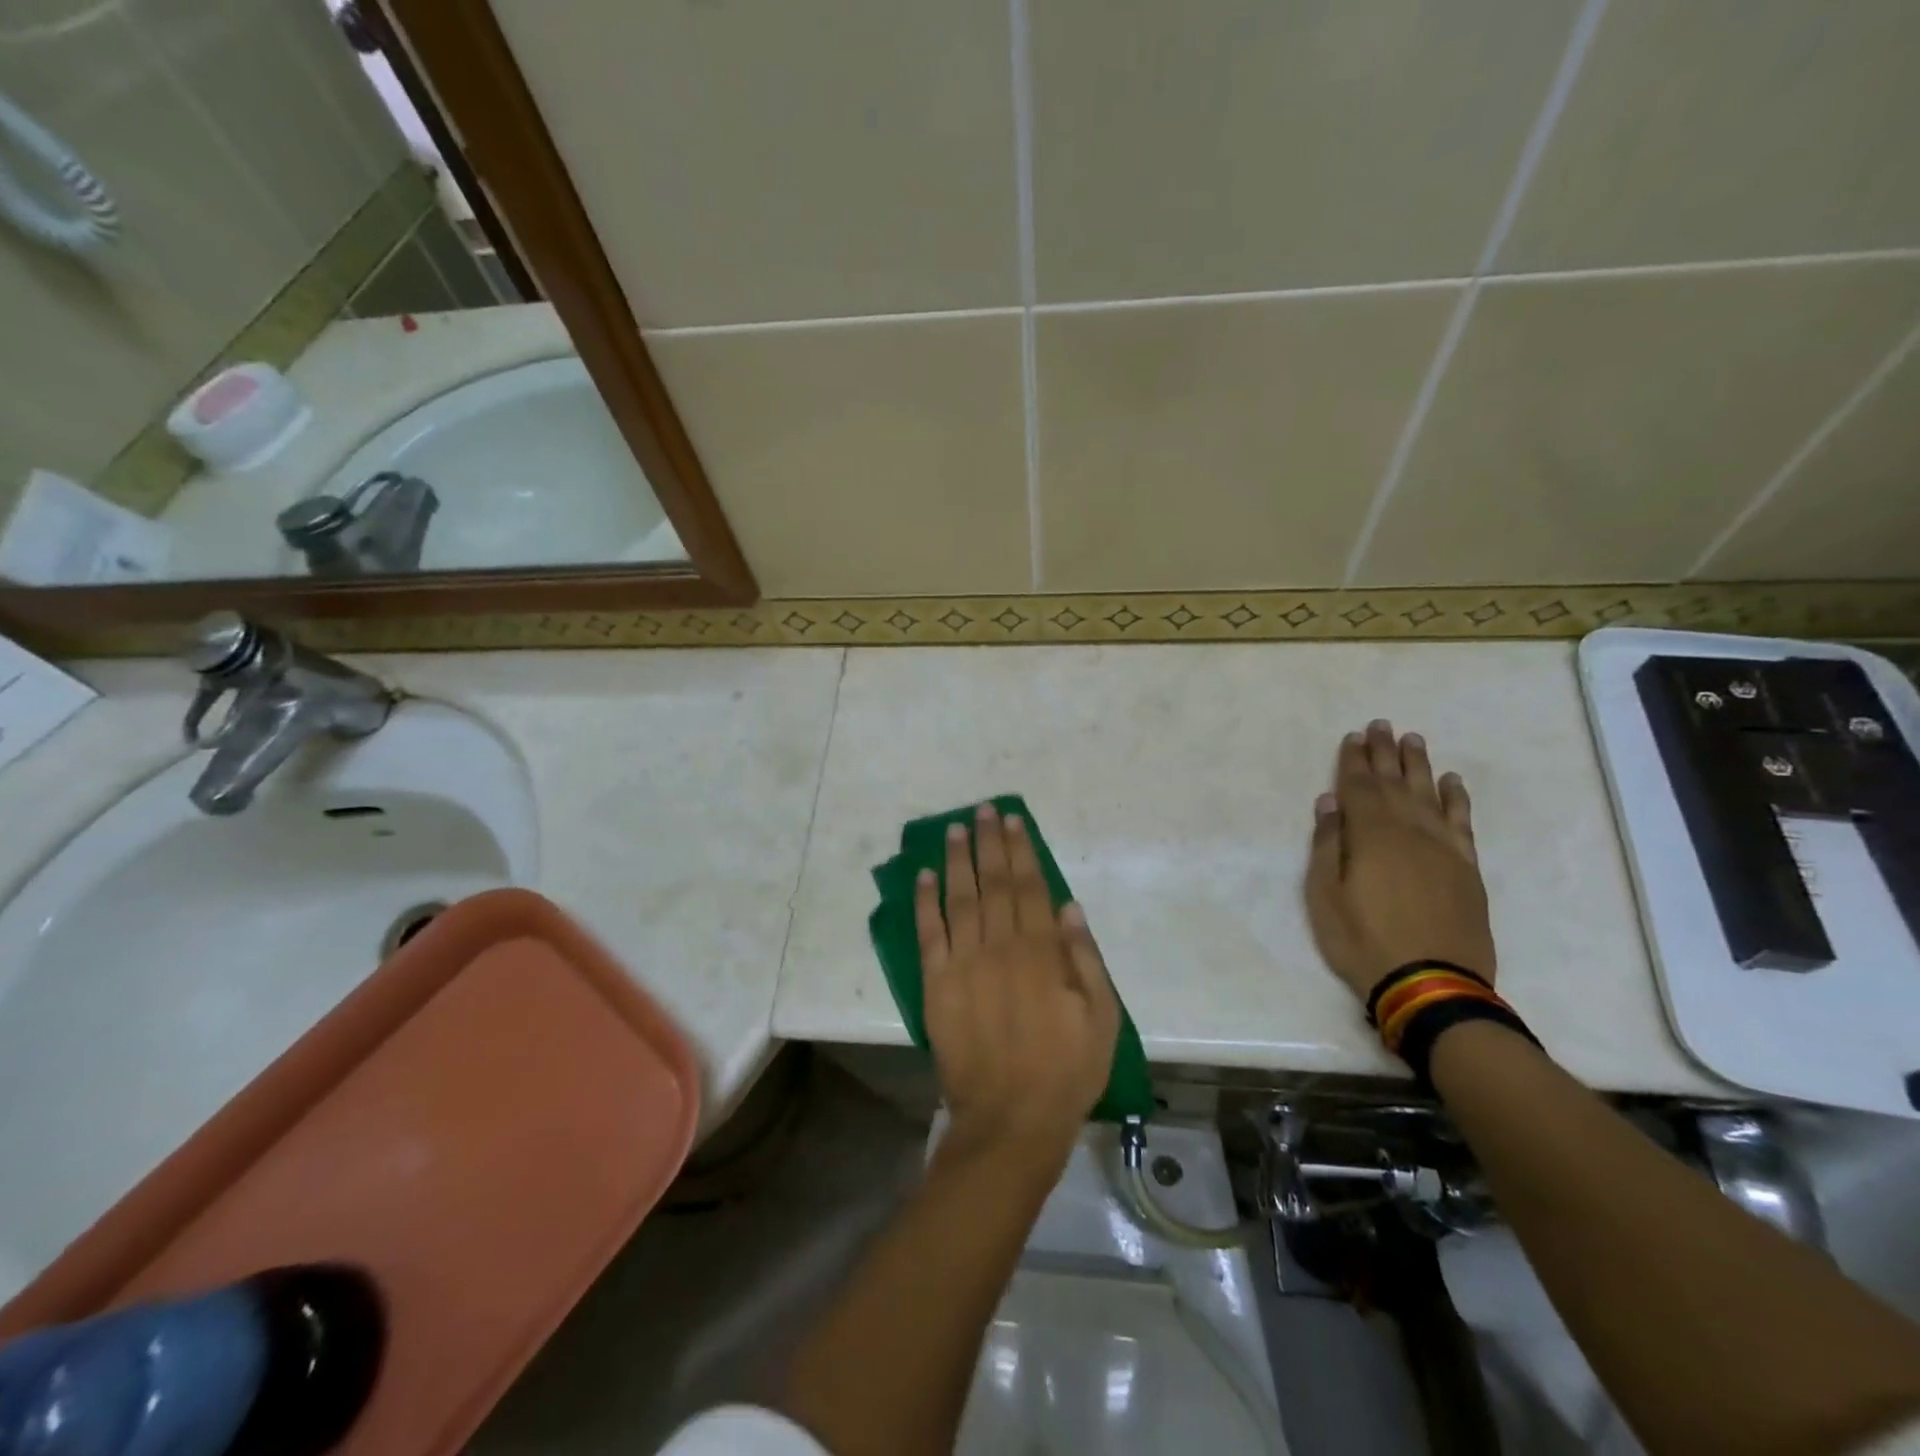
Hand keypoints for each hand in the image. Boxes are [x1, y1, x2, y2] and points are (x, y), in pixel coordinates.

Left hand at [915, 804, 1119, 1162]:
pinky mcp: (937, 984)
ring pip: (960, 898)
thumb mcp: (1101, 1017)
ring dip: (957, 860)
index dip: (1020, 851)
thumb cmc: (1066, 1070)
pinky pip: (929, 934)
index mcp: (1042, 952)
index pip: (1029, 887)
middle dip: (988, 844)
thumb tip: (1069, 905)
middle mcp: (1001, 946)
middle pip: (994, 883)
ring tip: (954, 829)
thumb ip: (1085, 958)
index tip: (1011, 821)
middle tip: (981, 811)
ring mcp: (964, 963)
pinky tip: (925, 875)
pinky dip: (926, 902)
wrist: (1011, 1119)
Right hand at [1305, 720, 1496, 1002]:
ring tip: (1413, 740)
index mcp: (1370, 835)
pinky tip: (1451, 783)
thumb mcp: (1325, 895)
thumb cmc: (1363, 940)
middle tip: (1382, 725)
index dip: (1353, 760)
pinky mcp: (1466, 867)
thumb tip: (1330, 802)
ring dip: (1419, 765)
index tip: (1353, 736)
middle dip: (1384, 753)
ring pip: (1429, 794)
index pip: (1358, 787)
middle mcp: (1409, 830)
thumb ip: (1328, 845)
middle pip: (1394, 782)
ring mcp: (1443, 847)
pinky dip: (1456, 798)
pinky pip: (1462, 821)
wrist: (1432, 983)